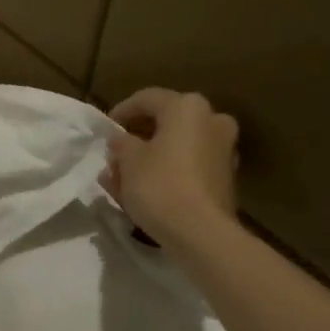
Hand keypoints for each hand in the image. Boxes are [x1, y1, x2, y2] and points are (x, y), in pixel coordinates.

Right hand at [98, 89, 240, 245]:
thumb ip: (121, 144)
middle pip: (166, 123)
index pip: (147, 99)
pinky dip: (167, 172)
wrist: (200, 231)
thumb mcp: (127, 161)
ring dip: (150, 158)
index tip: (105, 128)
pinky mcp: (224, 177)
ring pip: (177, 146)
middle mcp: (212, 120)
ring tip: (122, 178)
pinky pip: (188, 166)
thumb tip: (121, 139)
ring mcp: (223, 149)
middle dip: (137, 138)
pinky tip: (145, 190)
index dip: (121, 111)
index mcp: (187, 108)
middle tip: (115, 155)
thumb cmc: (159, 185)